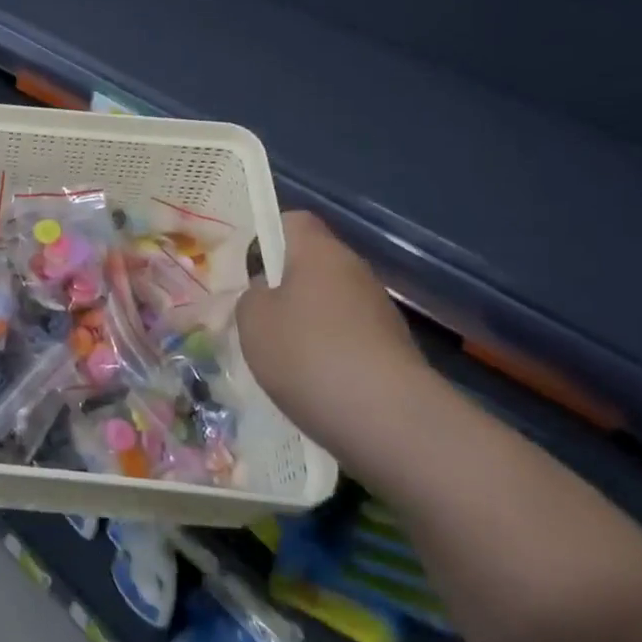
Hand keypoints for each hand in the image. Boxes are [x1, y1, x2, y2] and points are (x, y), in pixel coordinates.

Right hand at [237, 211, 430, 456]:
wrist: (390, 421)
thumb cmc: (308, 353)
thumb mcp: (252, 320)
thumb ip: (252, 296)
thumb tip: (267, 293)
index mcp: (319, 251)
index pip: (293, 221)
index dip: (267, 235)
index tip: (248, 267)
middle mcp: (355, 271)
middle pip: (313, 264)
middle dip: (284, 287)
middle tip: (256, 316)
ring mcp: (379, 311)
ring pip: (330, 304)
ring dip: (307, 323)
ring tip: (281, 358)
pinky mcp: (394, 350)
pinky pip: (349, 338)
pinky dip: (329, 354)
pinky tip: (314, 383)